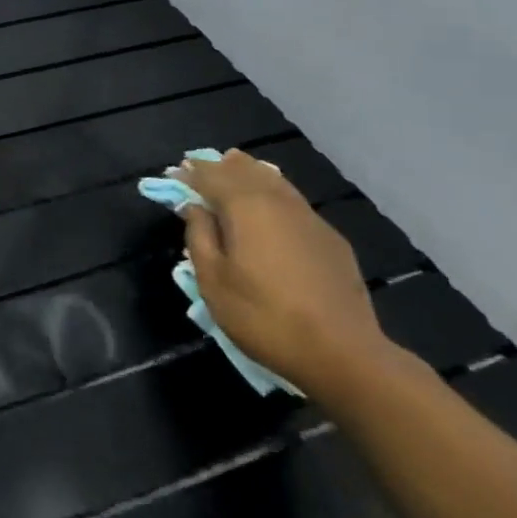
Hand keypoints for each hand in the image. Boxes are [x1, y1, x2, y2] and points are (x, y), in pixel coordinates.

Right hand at [177, 149, 391, 395]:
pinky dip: (273, 192)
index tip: (174, 171)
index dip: (191, 172)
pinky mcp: (330, 238)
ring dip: (249, 173)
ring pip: (274, 181)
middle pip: (246, 170)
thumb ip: (199, 236)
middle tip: (201, 166)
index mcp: (245, 207)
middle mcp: (278, 201)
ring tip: (234, 167)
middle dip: (221, 166)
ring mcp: (309, 218)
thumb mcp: (213, 281)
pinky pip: (293, 201)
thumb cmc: (263, 316)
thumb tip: (194, 207)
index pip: (211, 176)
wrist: (342, 352)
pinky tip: (270, 205)